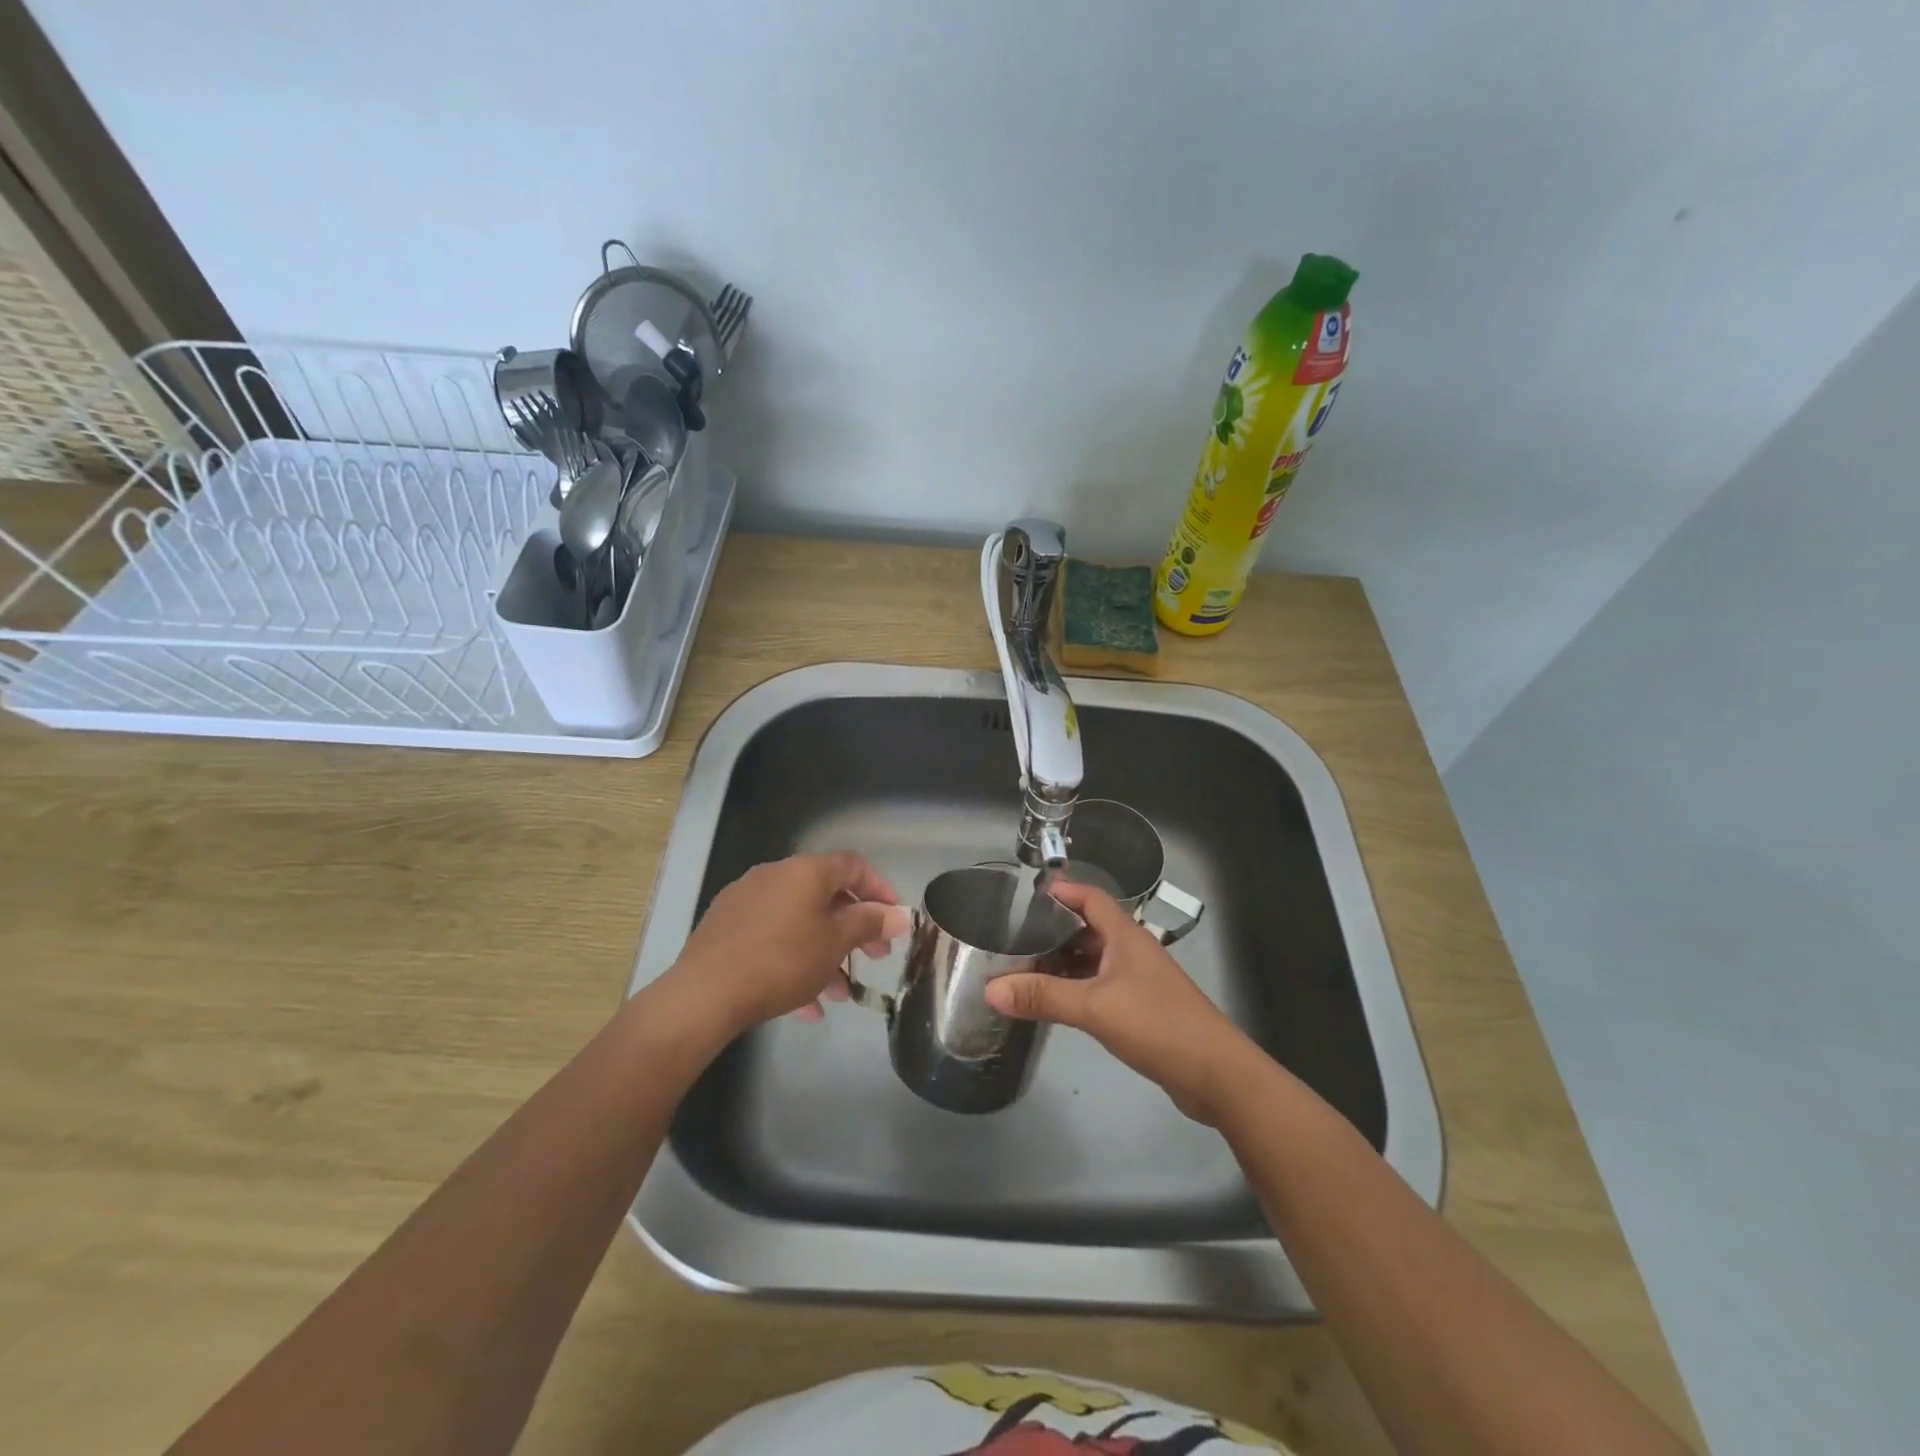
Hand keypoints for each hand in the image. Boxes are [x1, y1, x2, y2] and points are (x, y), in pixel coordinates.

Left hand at [666, 851, 910, 1032]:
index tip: (894, 919)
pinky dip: (794, 961)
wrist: (704, 994)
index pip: (854, 865)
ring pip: (799, 922)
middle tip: (875, 957)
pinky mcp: (725, 927)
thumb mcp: (835, 943)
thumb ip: (869, 923)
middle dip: (855, 928)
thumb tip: (900, 915)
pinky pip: (773, 937)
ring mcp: (746, 900)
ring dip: (825, 952)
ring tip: (839, 994)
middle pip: (826, 895)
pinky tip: (804, 1004)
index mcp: (805, 871)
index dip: (881, 888)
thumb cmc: (782, 961)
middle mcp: (775, 875)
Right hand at [984, 879, 1257, 1124]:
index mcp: (1126, 936)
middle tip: (1014, 938)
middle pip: (1089, 929)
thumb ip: (1043, 996)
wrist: (1216, 1074)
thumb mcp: (1094, 1007)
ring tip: (1025, 969)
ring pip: (1094, 961)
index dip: (1062, 891)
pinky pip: (1101, 987)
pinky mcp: (1142, 1009)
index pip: (1091, 898)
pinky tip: (1056, 1002)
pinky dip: (1077, 988)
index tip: (1027, 895)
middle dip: (1054, 931)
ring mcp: (1139, 981)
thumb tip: (990, 989)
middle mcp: (1132, 951)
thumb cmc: (1157, 1024)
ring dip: (1064, 962)